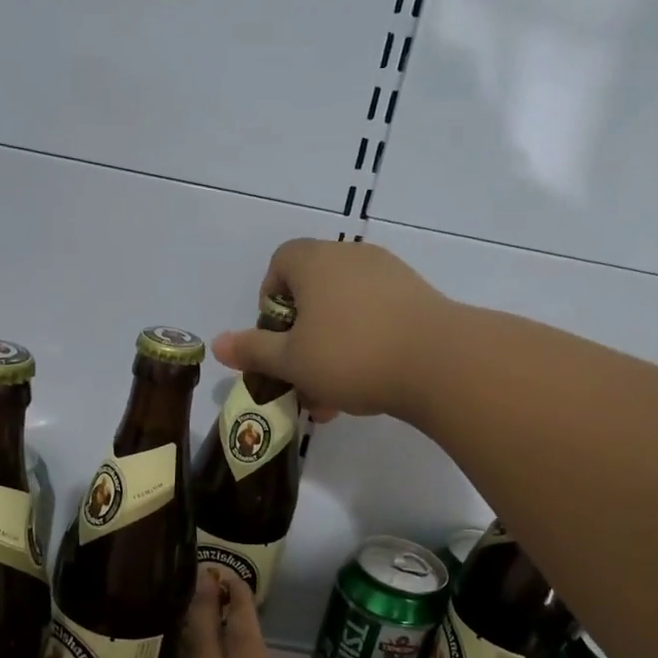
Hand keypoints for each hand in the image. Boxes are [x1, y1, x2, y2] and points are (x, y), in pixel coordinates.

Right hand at [212, 238, 454, 421]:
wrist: (440, 362)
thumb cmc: (350, 355)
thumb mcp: (292, 361)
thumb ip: (253, 351)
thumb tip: (218, 344)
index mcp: (315, 262)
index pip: (280, 263)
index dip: (270, 301)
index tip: (276, 339)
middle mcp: (351, 257)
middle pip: (312, 294)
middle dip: (301, 341)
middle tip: (301, 380)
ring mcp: (389, 276)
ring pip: (344, 314)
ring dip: (330, 353)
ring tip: (332, 400)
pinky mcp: (417, 299)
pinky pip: (376, 319)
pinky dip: (363, 348)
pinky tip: (366, 389)